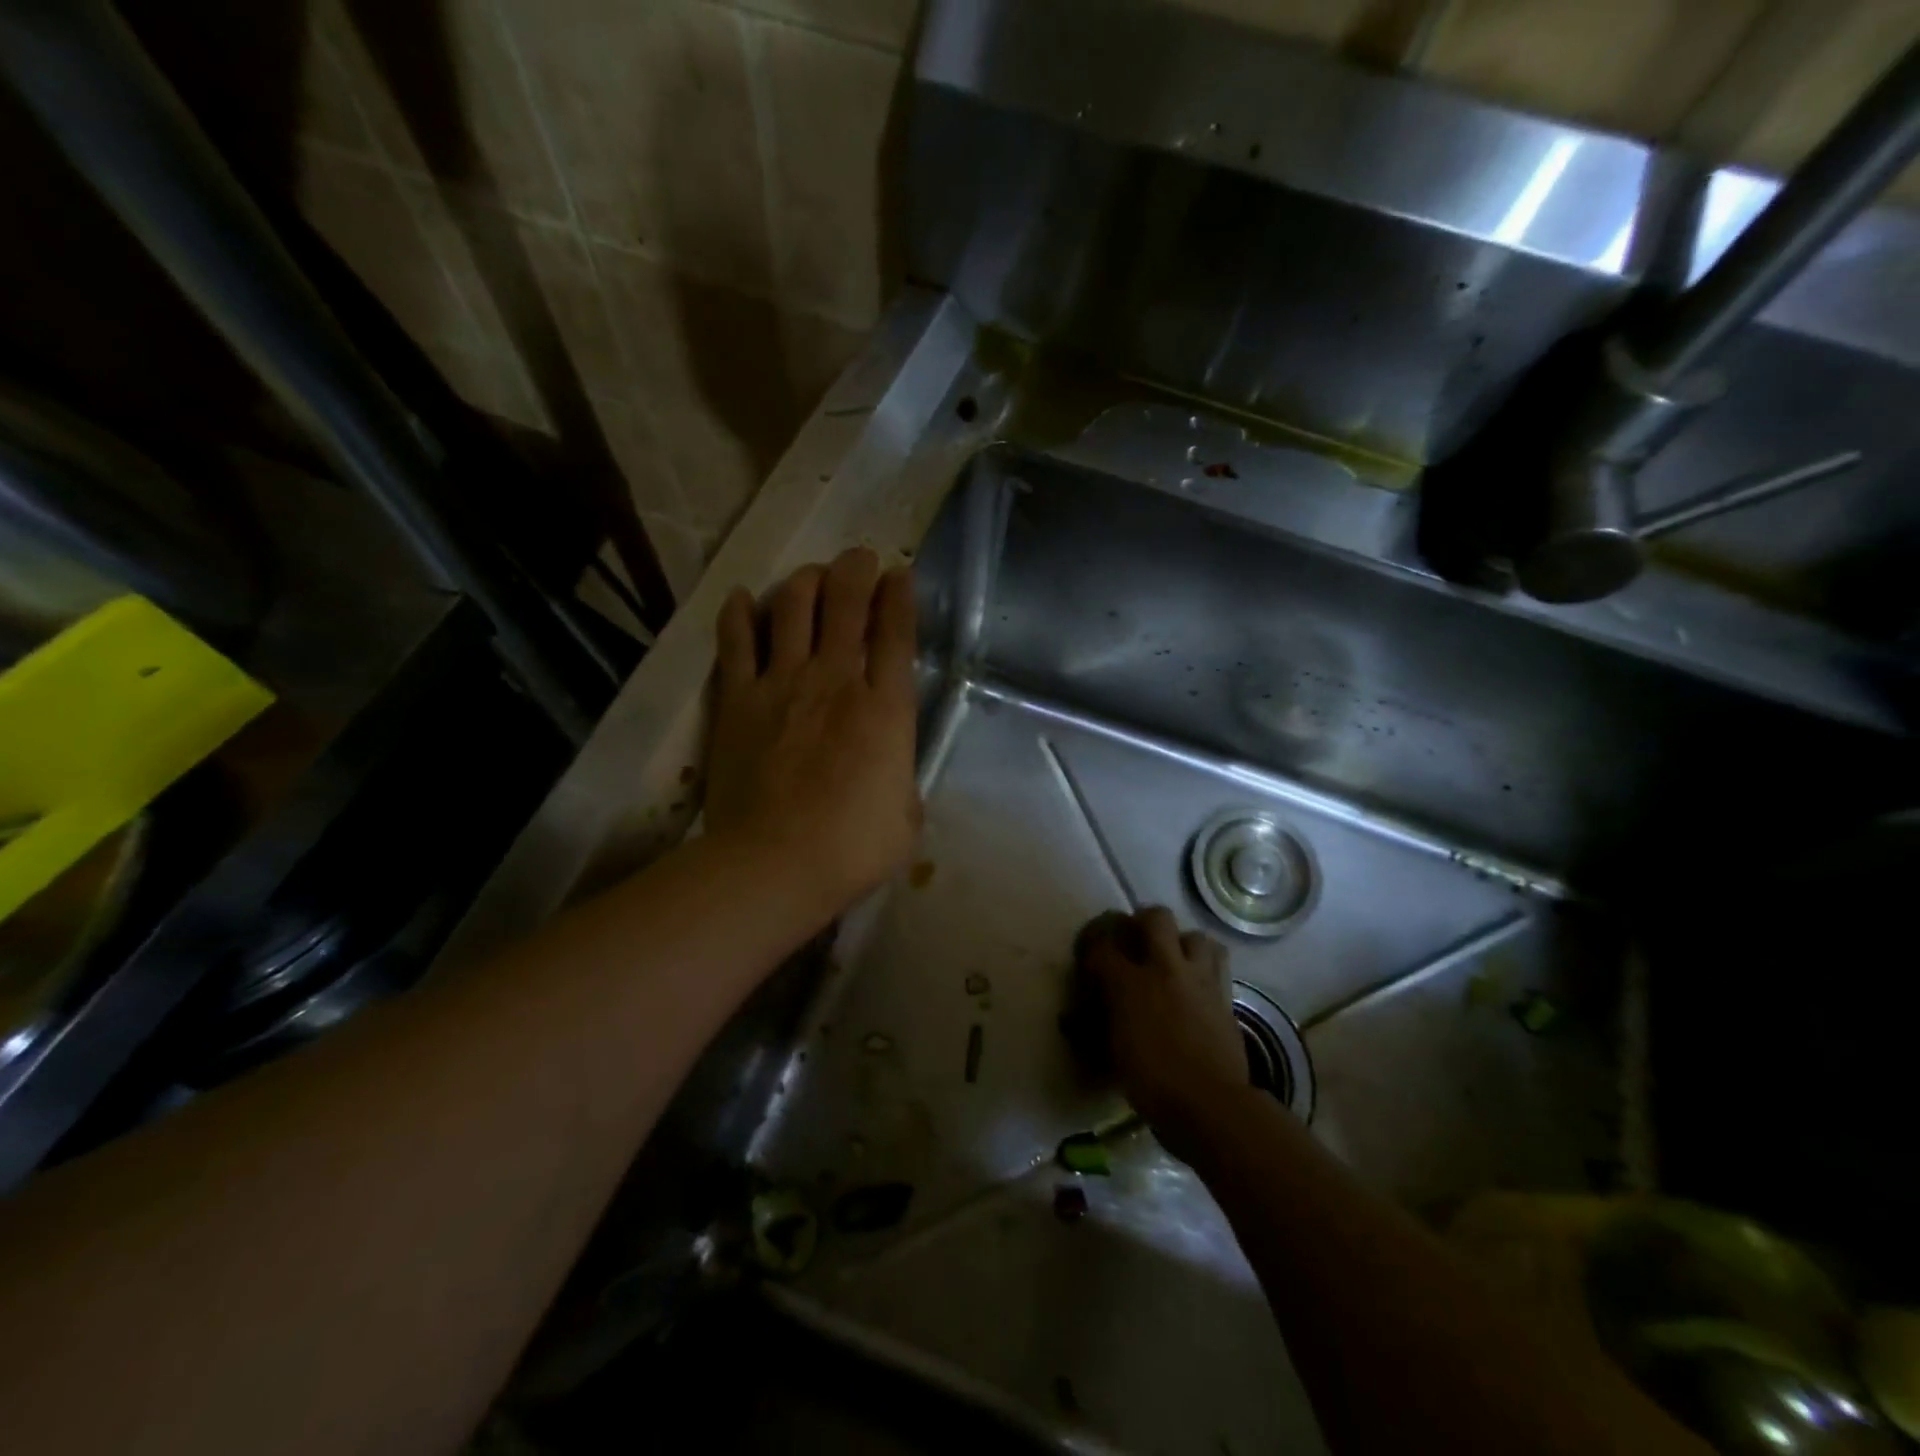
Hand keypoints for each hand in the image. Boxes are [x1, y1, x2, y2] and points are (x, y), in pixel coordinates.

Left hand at [706, 548, 921, 924]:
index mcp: (886, 708)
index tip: (899, 573)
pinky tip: (744, 598)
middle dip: (856, 570)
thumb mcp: (906, 818)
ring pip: (793, 608)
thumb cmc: (853, 848)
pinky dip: (740, 614)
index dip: (900, 595)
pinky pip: (737, 642)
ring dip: (805, 582)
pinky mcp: (739, 700)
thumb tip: (890, 770)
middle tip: (858, 559)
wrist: (775, 863)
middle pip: (846, 603)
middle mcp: (837, 680)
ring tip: (811, 576)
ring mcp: (783, 684)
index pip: (897, 632)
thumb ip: (901, 780)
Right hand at [1077, 907, 1250, 1163]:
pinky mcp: (1226, 995)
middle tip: (1137, 940)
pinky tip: (1198, 984)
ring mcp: (1200, 979)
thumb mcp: (1112, 1054)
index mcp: (1129, 983)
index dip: (1093, 943)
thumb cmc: (1152, 1083)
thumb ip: (1095, 1026)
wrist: (1211, 1104)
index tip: (1090, 953)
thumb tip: (1071, 1018)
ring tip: (1175, 959)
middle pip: (1156, 917)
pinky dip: (1206, 967)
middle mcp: (1165, 969)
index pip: (1103, 945)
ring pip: (1197, 935)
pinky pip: (1218, 964)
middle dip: (1143, 921)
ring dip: (1184, 942)